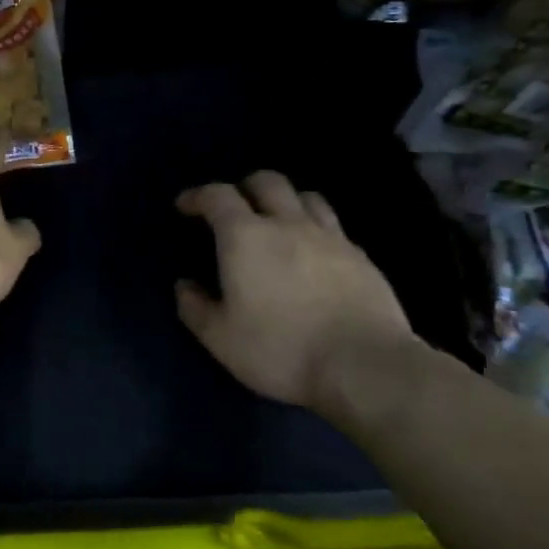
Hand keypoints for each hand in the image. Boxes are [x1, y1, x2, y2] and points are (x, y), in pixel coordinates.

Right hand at [175, 171, 416, 414]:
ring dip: (285, 201)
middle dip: (244, 188)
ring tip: (276, 222)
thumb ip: (195, 307)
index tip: (185, 206)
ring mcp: (331, 237)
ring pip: (306, 197)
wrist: (364, 366)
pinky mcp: (362, 257)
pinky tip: (313, 252)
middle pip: (267, 182)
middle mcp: (288, 224)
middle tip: (233, 210)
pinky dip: (315, 228)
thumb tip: (185, 286)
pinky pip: (334, 226)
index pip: (217, 196)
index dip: (198, 196)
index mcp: (245, 236)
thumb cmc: (280, 349)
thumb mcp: (220, 338)